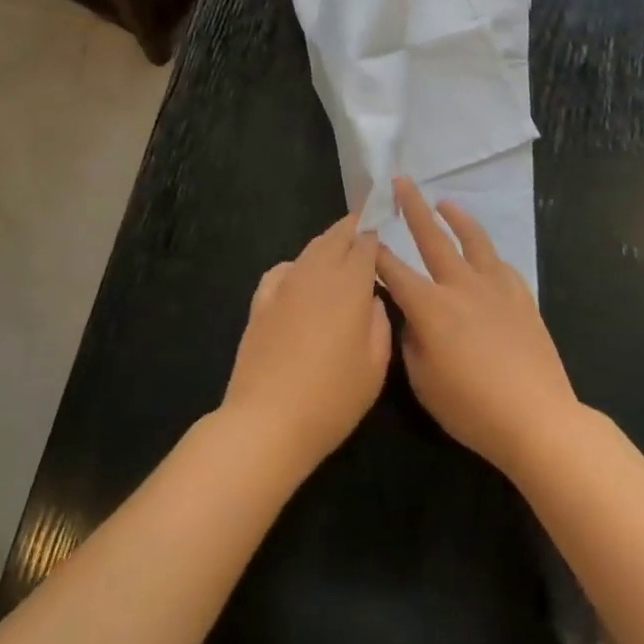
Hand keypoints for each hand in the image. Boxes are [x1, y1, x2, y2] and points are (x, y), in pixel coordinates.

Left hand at [221, 214, 391, 478]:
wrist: (267, 420)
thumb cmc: (331, 398)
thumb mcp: (375, 367)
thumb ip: (380, 323)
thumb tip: (372, 300)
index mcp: (349, 284)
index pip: (364, 242)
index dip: (374, 231)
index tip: (383, 222)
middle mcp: (316, 273)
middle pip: (335, 237)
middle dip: (351, 227)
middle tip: (363, 224)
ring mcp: (284, 284)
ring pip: (309, 250)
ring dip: (326, 244)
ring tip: (338, 248)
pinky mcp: (260, 301)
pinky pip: (283, 270)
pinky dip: (297, 265)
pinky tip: (299, 278)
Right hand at [375, 178, 581, 477]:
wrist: (538, 419)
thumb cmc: (473, 409)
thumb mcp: (424, 383)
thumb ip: (411, 343)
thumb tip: (413, 320)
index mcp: (430, 306)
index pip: (394, 270)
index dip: (376, 252)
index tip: (365, 233)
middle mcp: (459, 285)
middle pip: (432, 237)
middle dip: (414, 207)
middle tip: (402, 182)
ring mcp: (494, 287)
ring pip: (473, 239)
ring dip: (456, 217)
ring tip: (445, 202)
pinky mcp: (521, 297)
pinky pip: (500, 264)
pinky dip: (486, 253)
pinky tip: (483, 254)